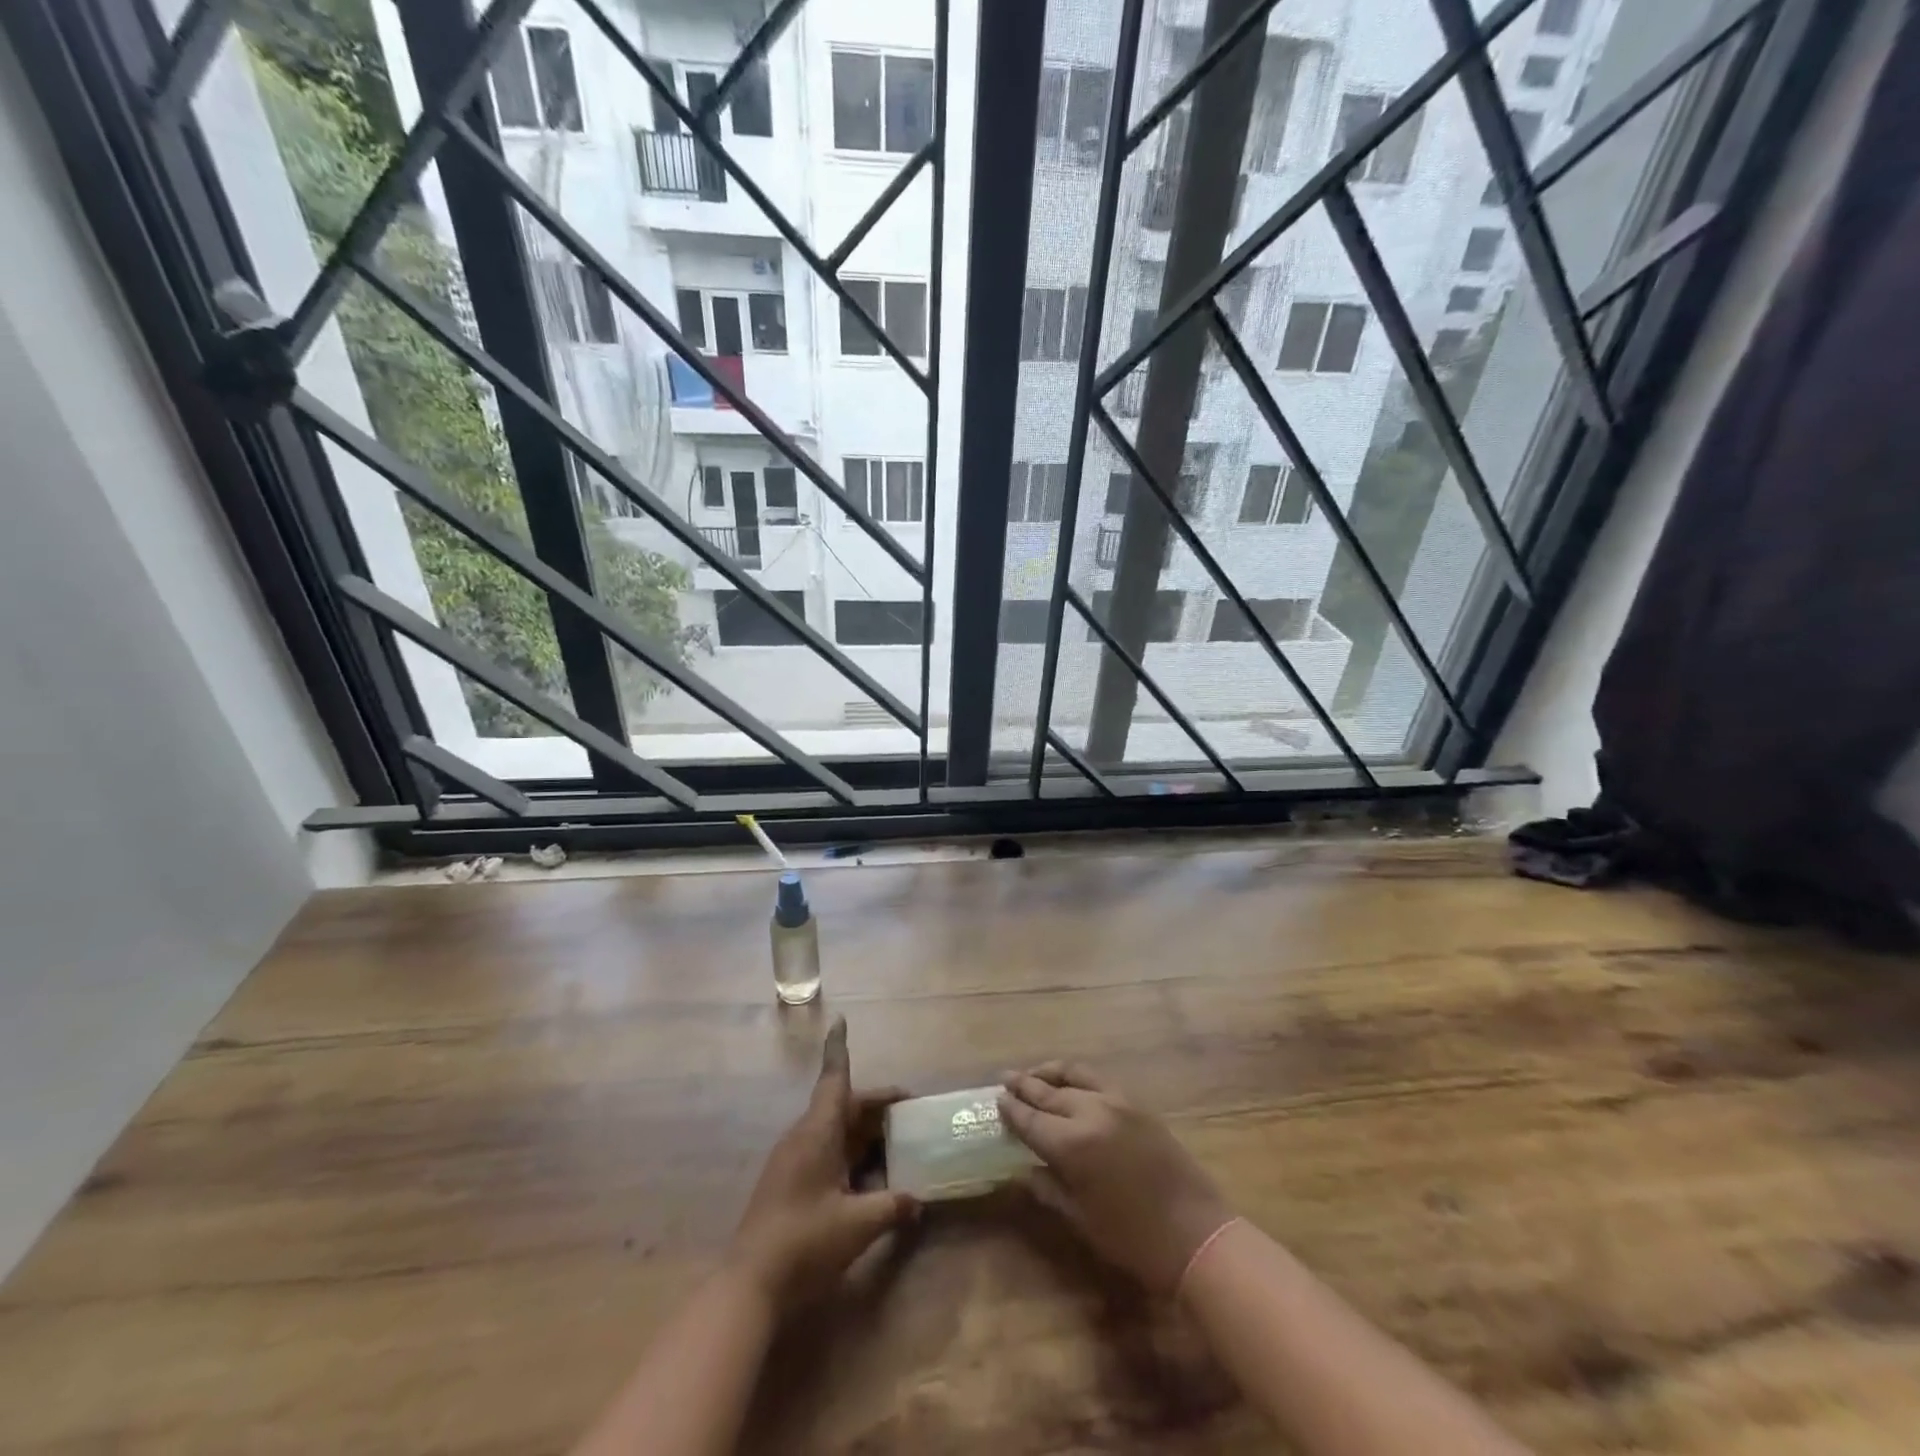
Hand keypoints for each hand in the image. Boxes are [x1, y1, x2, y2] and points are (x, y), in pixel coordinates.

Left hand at [727, 1017, 916, 1315]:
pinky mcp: (790, 1183)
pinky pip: (828, 1153)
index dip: (839, 1048)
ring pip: (836, 1132)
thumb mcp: (857, 1225)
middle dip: (877, 1107)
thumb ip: (892, 1206)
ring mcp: (794, 1160)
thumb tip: (919, 1200)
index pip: (834, 1078)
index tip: (840, 1019)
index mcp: (817, 1132)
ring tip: (899, 1144)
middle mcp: (804, 1137)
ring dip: (866, 1134)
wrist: (749, 1286)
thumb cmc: (804, 1242)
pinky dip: (852, 1156)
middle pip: (844, 1106)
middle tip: (911, 1112)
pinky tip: (873, 1179)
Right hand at [999, 1062, 1233, 1296]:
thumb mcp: (1082, 1220)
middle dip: (1024, 1086)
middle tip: (1004, 1080)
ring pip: (1074, 1076)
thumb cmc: (1134, 1240)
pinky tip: (1070, 1083)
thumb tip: (1024, 1169)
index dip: (1012, 1111)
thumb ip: (1049, 1188)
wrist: (1196, 1235)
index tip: (996, 1101)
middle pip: (1048, 1093)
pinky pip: (1098, 1079)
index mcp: (1072, 1146)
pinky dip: (1077, 1076)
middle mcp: (1091, 1113)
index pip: (1031, 1121)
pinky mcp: (1136, 1103)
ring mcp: (1116, 1102)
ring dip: (1049, 1073)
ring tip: (1033, 1074)